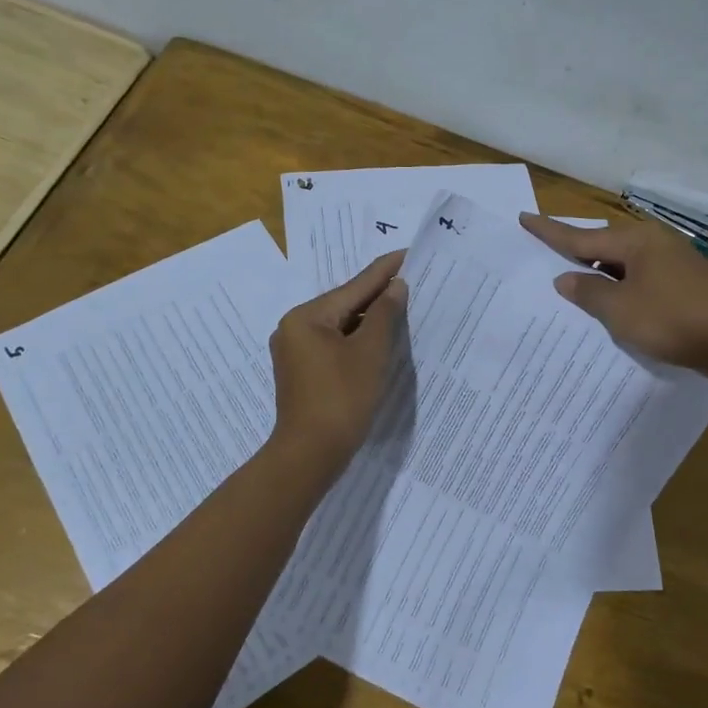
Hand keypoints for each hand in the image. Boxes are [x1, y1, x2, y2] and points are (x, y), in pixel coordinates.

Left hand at [269, 250, 408, 463]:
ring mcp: (295, 351)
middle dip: (378, 296)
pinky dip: (357, 340)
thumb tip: (396, 286)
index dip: (385, 270)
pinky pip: (334, 344)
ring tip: (403, 307)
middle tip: (413, 281)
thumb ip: (385, 314)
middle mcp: (294, 327)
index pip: (355, 286)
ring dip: (370, 320)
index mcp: (307, 316)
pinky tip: (380, 339)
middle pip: (345, 304)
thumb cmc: (342, 398)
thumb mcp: (370, 352)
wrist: (310, 454)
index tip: (409, 253)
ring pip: (340, 325)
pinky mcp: (302, 371)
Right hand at [519, 213, 707, 376]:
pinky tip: (613, 299)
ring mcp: (673, 261)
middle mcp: (655, 242)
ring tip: (573, 281)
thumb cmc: (672, 322)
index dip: (550, 232)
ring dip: (599, 273)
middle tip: (545, 250)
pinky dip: (620, 285)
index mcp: (636, 241)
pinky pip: (640, 276)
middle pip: (604, 246)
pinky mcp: (684, 281)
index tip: (525, 218)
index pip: (582, 237)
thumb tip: (565, 279)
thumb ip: (588, 293)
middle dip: (575, 252)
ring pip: (623, 263)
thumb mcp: (620, 311)